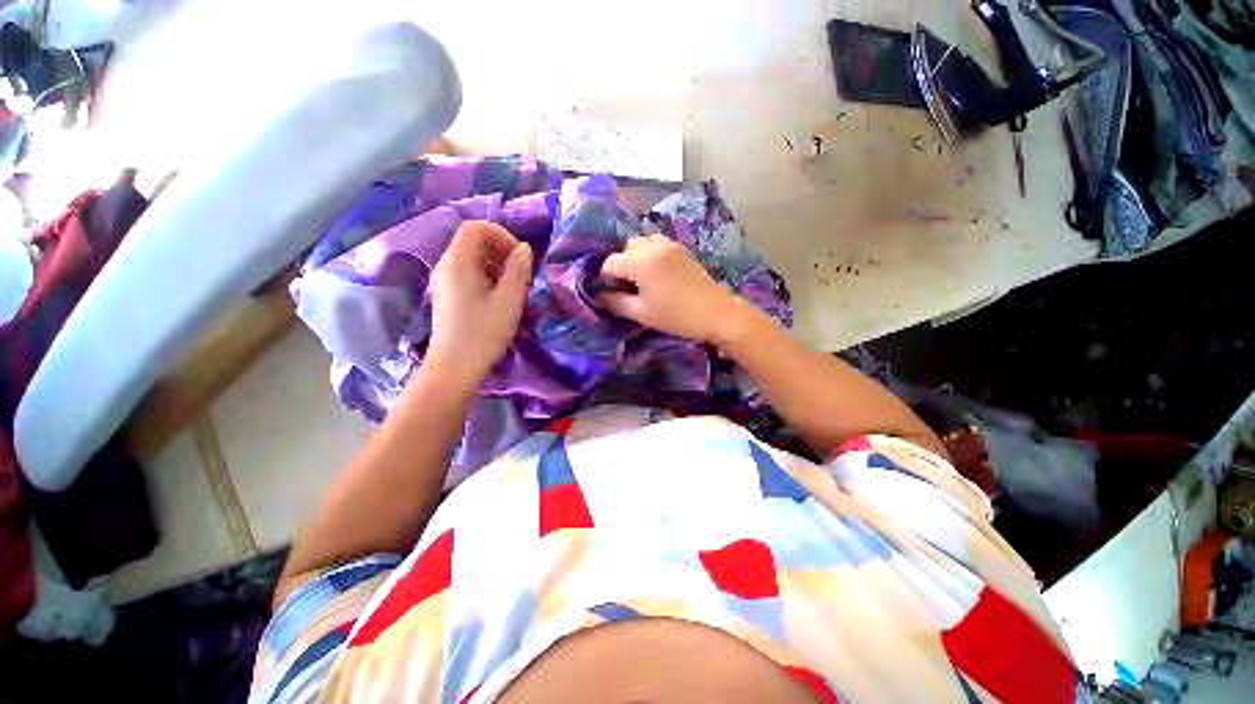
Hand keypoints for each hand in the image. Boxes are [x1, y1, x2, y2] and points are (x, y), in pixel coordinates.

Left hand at [427, 221, 532, 383]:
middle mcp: (446, 266)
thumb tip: (524, 249)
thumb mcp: (509, 299)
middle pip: (473, 242)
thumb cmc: (484, 332)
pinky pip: (468, 275)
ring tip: (514, 288)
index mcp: (458, 262)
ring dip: (496, 266)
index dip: (501, 235)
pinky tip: (500, 299)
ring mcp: (444, 282)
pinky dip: (487, 278)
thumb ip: (518, 269)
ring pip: (472, 259)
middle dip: (501, 251)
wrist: (455, 367)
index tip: (520, 257)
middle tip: (521, 274)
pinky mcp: (448, 296)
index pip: (475, 227)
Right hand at [597, 234, 746, 343]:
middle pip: (625, 249)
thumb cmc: (676, 316)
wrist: (716, 313)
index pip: (610, 263)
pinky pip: (657, 244)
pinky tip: (658, 273)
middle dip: (621, 266)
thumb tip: (600, 296)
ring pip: (642, 243)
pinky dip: (651, 253)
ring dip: (636, 257)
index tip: (612, 294)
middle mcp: (652, 246)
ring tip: (643, 279)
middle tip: (628, 288)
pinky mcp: (681, 249)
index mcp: (640, 261)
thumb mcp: (642, 313)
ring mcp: (669, 245)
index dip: (606, 279)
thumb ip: (616, 302)